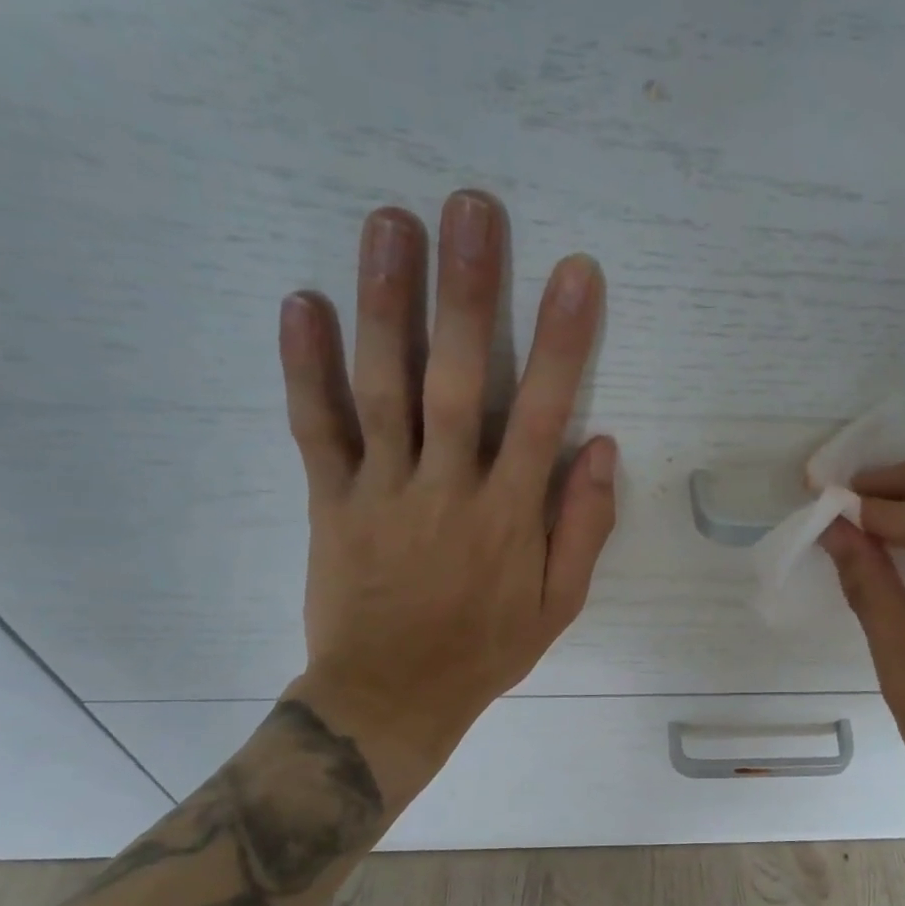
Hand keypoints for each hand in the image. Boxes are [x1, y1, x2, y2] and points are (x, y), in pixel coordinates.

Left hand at [276, 191, 616, 804]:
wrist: (391, 697)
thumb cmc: (484, 650)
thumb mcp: (558, 605)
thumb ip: (584, 527)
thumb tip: (603, 448)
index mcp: (509, 514)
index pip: (541, 412)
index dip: (561, 340)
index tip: (575, 272)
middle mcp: (447, 488)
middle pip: (456, 378)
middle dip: (468, 291)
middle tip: (470, 208)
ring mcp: (382, 490)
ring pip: (383, 387)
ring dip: (387, 303)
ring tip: (390, 223)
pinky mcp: (330, 501)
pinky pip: (315, 428)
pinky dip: (304, 367)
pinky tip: (302, 302)